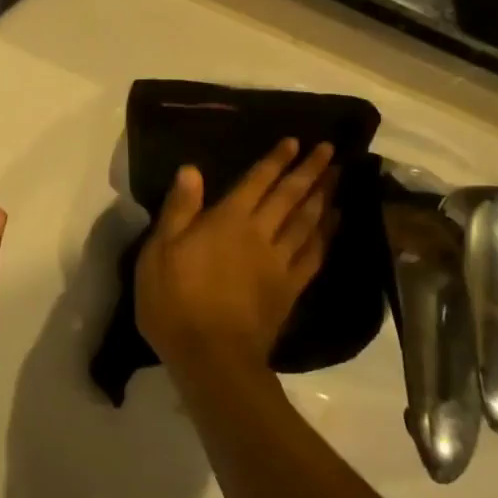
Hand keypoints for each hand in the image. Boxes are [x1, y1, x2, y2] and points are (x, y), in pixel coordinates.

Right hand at [135, 140, 338, 377]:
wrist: (211, 356)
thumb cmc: (175, 301)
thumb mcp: (159, 251)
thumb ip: (179, 209)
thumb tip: (191, 170)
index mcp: (227, 220)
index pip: (257, 181)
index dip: (276, 160)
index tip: (295, 142)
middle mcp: (260, 233)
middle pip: (290, 196)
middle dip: (310, 170)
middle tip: (330, 150)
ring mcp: (279, 262)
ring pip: (308, 221)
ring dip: (324, 196)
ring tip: (338, 176)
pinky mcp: (290, 289)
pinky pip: (314, 255)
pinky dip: (326, 236)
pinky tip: (334, 223)